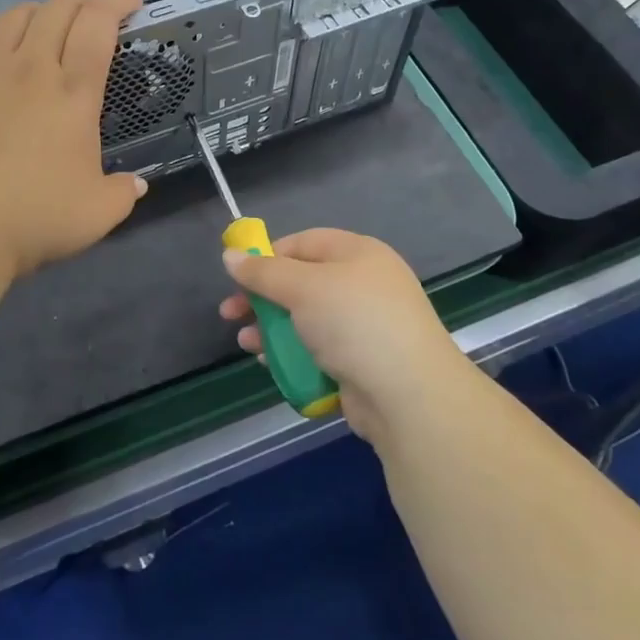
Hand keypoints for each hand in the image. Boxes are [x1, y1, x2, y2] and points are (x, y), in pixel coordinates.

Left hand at [0, 0, 147, 278]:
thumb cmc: (34, 216)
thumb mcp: (97, 213)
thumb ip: (123, 192)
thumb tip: (136, 184)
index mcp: (74, 93)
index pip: (98, 24)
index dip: (117, 1)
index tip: (131, 3)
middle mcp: (32, 68)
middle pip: (59, 8)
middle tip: (94, 12)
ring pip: (16, 14)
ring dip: (41, 10)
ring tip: (48, 23)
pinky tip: (0, 40)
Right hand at [220, 229, 469, 442]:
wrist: (410, 396)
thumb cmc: (354, 323)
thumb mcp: (302, 287)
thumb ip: (262, 272)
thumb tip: (229, 254)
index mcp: (358, 253)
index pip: (303, 243)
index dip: (268, 257)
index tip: (238, 277)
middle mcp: (364, 284)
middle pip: (302, 283)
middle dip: (263, 299)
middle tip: (231, 314)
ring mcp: (367, 326)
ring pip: (307, 320)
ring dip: (273, 330)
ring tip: (245, 345)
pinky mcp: (364, 363)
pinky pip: (321, 351)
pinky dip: (295, 355)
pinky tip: (271, 366)